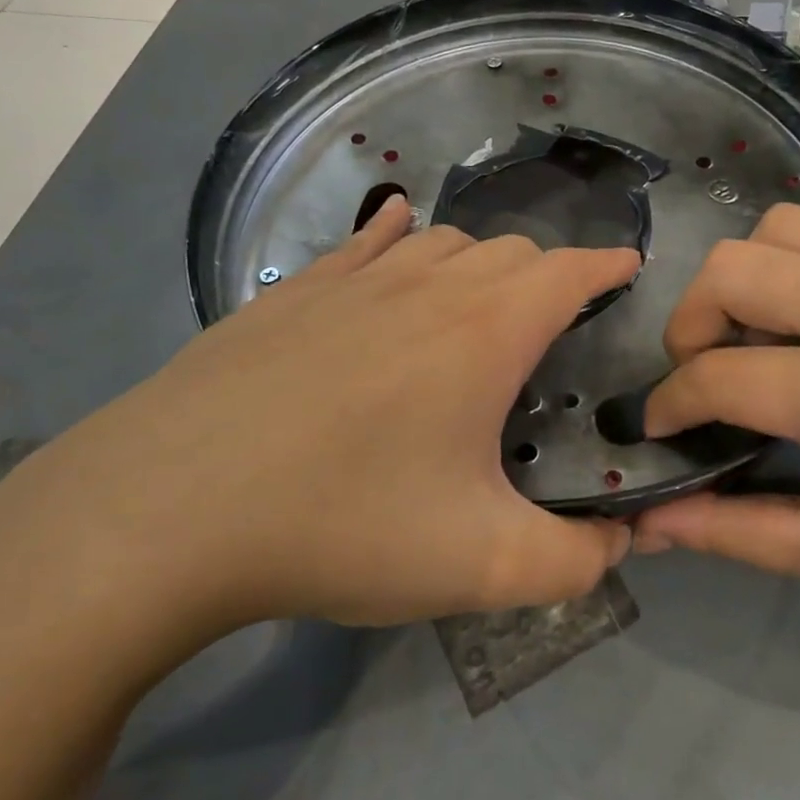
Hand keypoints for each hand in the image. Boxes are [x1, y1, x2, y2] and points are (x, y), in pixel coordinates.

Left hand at [0, 197, 638, 655]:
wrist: (171, 508)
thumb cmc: (343, 524)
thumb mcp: (480, 566)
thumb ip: (575, 562)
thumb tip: (623, 542)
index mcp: (484, 331)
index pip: (569, 271)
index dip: (607, 266)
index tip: (628, 269)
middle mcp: (427, 285)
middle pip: (510, 250)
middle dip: (547, 276)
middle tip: (551, 327)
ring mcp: (354, 280)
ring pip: (442, 242)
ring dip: (478, 261)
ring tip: (480, 302)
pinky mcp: (294, 292)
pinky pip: (365, 242)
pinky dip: (398, 235)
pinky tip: (396, 233)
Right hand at [632, 182, 799, 635]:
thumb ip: (735, 533)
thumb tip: (645, 521)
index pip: (716, 377)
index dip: (669, 404)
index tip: (663, 426)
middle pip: (730, 271)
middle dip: (692, 324)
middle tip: (709, 369)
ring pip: (780, 225)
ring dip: (751, 276)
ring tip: (770, 328)